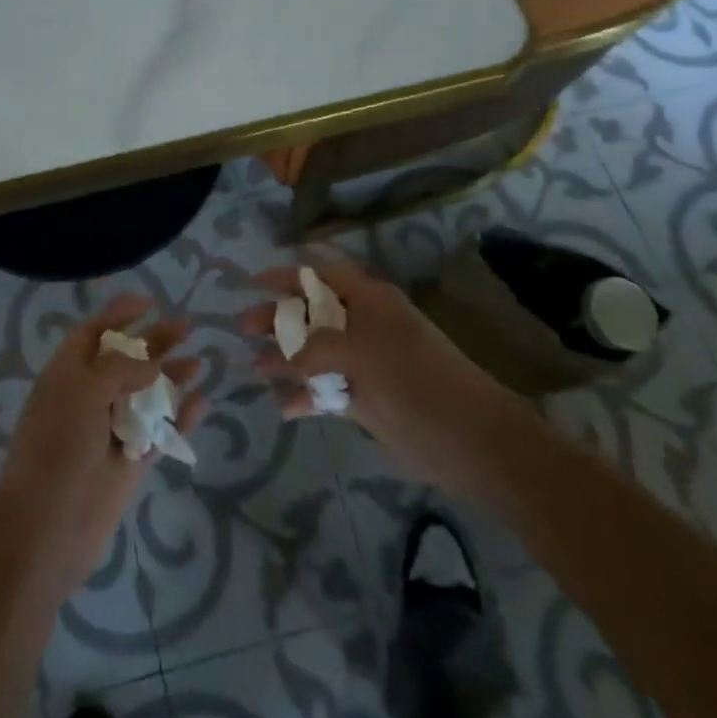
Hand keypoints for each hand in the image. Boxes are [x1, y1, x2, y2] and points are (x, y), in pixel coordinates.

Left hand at [0, 296, 205, 596]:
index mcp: (67, 374)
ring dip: (171, 376)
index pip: (93, 333)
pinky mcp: (130, 462)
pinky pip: (160, 432)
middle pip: (126, 360)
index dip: (118, 314)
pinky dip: (180, 417)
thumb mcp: (82, 391)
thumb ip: (119, 369)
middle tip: (187, 326)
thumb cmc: (57, 447)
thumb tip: (151, 365)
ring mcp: (111, 430)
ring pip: (147, 395)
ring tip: (200, 363)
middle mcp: (88, 397)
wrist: (47, 528)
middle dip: (154, 341)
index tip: (148, 301)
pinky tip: (201, 402)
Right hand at [243, 255, 514, 494]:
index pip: (320, 275)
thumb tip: (275, 359)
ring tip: (253, 372)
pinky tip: (283, 408)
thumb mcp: (361, 355)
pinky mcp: (366, 398)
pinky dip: (305, 397)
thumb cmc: (417, 383)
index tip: (252, 282)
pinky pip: (326, 390)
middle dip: (276, 319)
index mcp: (369, 300)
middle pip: (310, 313)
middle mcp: (364, 325)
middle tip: (242, 330)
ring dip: (285, 361)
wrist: (474, 442)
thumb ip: (313, 350)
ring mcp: (365, 363)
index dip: (286, 275)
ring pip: (315, 354)